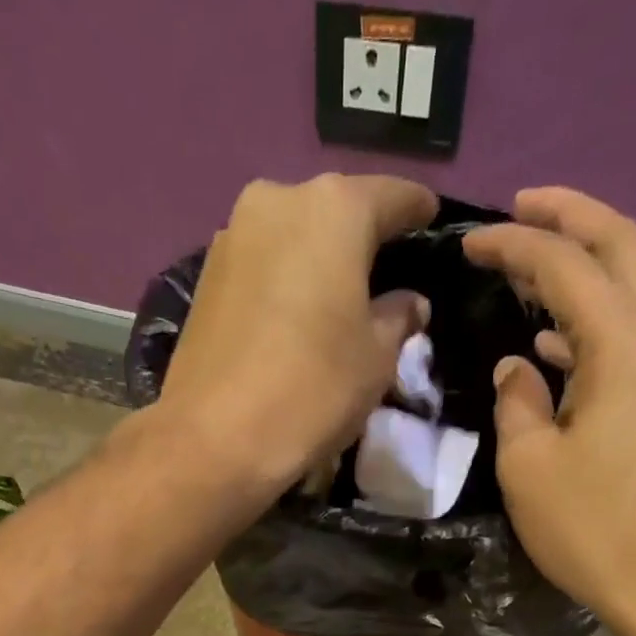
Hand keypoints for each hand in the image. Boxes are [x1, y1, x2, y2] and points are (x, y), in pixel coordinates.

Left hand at [155, 174, 435, 495]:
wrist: (214, 438)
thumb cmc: (312, 390)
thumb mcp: (376, 359)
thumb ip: (398, 318)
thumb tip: (409, 303)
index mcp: (334, 209)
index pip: (392, 196)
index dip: (417, 210)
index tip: (430, 220)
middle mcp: (279, 201)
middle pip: (335, 212)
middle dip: (361, 237)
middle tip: (383, 270)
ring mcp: (233, 235)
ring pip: (293, 237)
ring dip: (317, 260)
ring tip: (337, 298)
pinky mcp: (205, 277)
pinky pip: (262, 266)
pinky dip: (284, 282)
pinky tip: (295, 315)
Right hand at [463, 188, 635, 635]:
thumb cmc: (590, 526)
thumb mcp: (528, 464)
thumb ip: (516, 401)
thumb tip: (518, 368)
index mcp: (625, 343)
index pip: (565, 264)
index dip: (514, 244)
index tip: (469, 243)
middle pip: (622, 245)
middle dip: (569, 217)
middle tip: (519, 209)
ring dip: (586, 265)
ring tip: (532, 268)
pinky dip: (597, 316)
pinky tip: (558, 341)